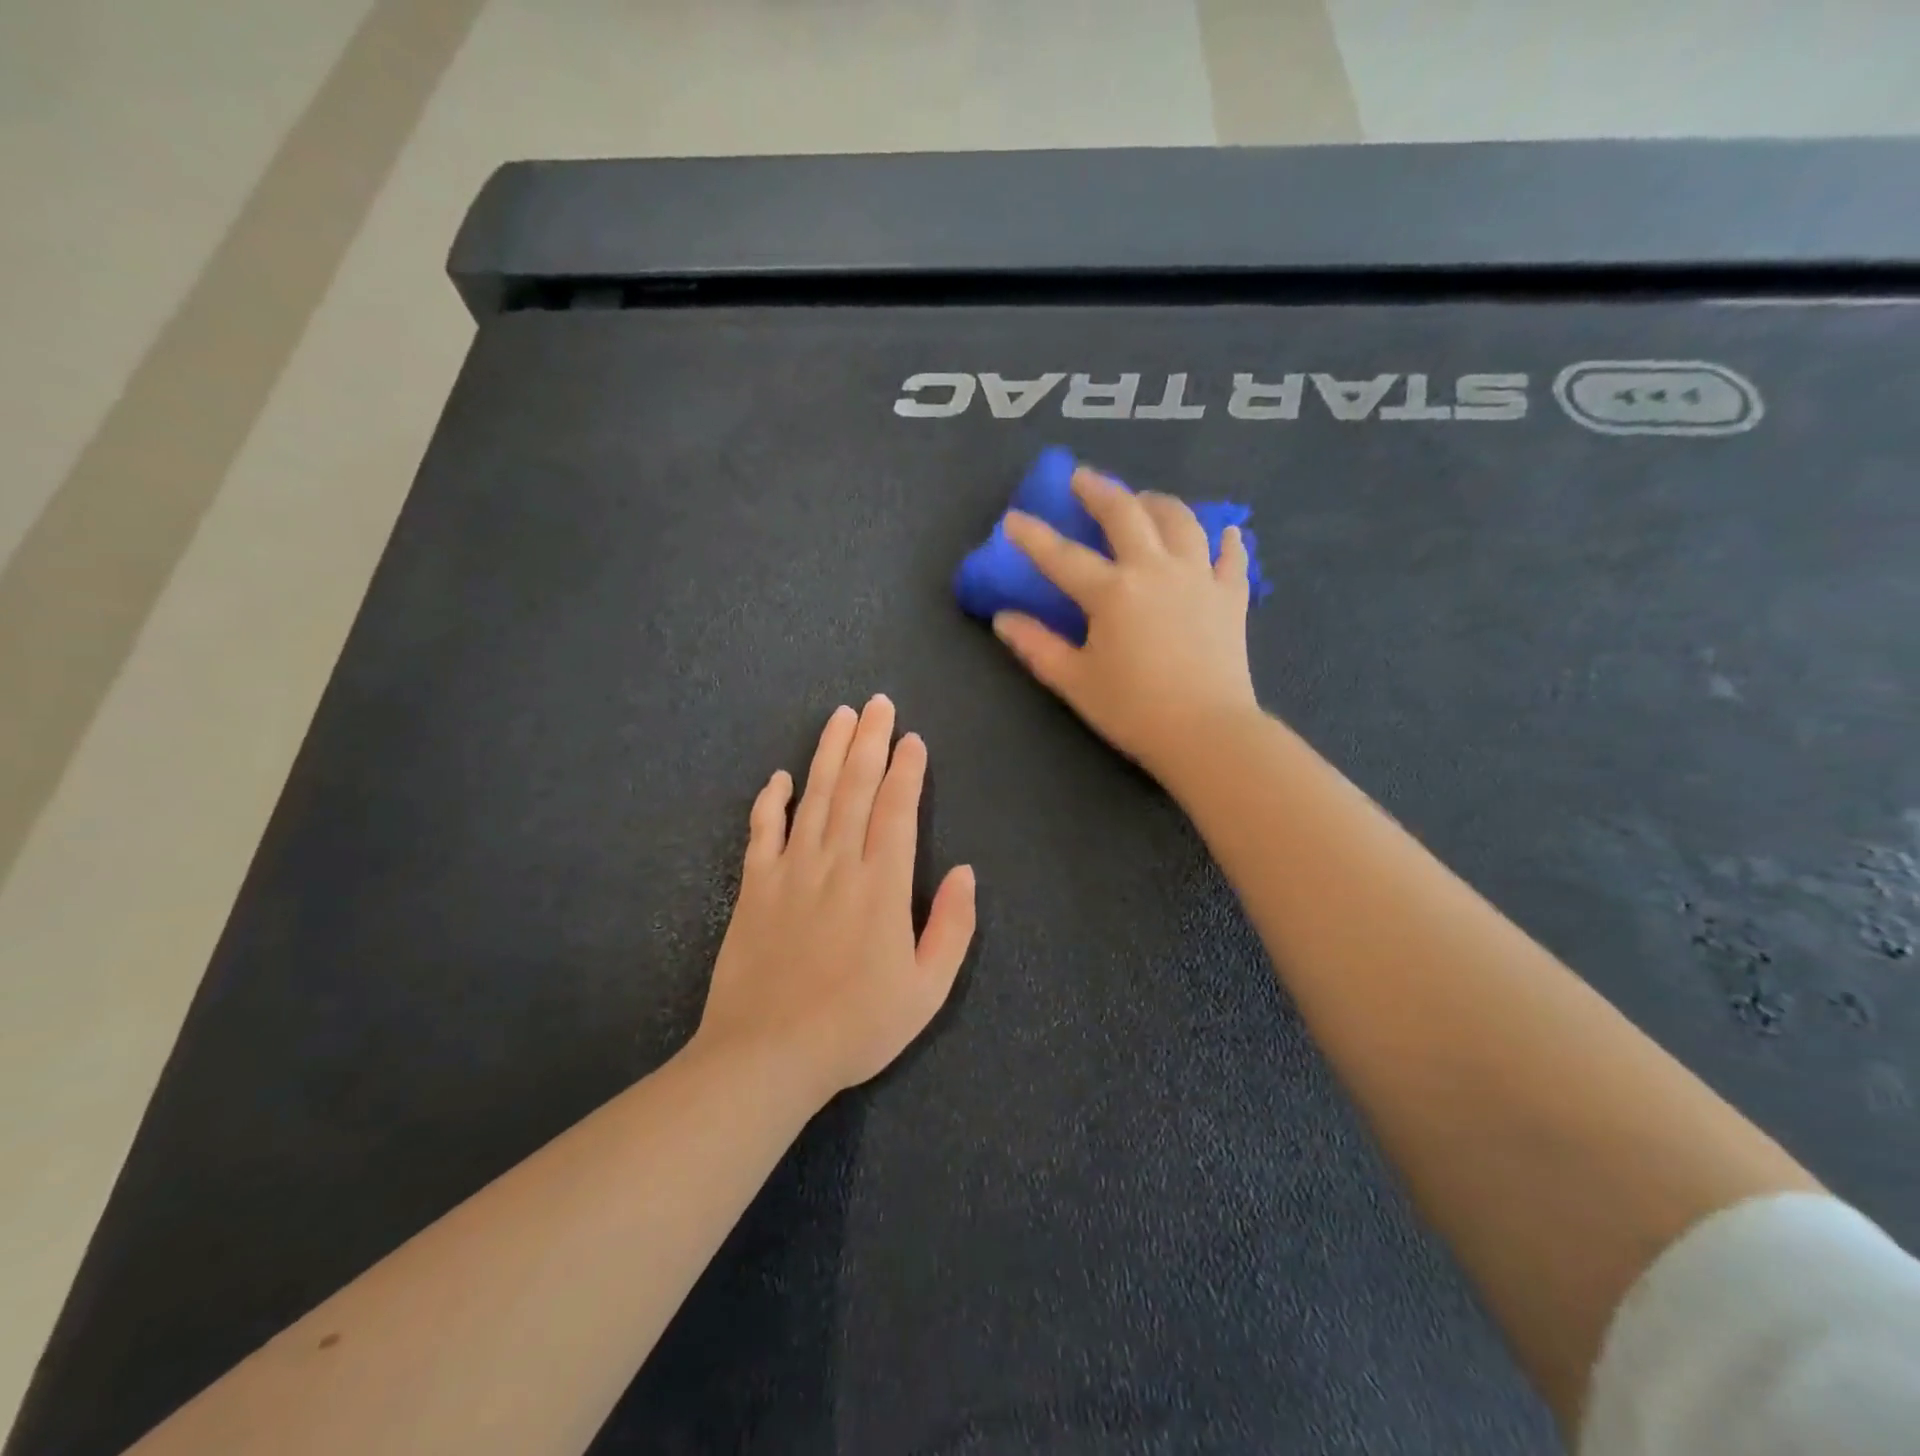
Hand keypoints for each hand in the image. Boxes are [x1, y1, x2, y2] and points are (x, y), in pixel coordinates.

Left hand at [695, 696, 976, 1101]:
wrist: (768, 1056)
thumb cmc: (856, 1027)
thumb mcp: (927, 991)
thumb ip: (952, 928)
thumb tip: (966, 873)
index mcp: (882, 886)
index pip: (896, 810)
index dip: (906, 770)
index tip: (911, 739)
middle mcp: (837, 864)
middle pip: (855, 789)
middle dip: (869, 742)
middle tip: (877, 703)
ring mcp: (791, 871)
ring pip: (813, 798)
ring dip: (827, 753)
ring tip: (839, 717)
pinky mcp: (754, 887)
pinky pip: (762, 832)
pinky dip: (770, 801)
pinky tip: (779, 777)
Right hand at [993, 467, 1259, 779]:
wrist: (1207, 732)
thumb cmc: (1133, 709)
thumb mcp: (1074, 681)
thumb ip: (1037, 646)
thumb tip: (1004, 619)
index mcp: (1112, 592)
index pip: (1062, 556)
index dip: (1033, 536)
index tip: (1012, 518)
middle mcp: (1156, 570)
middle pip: (1126, 515)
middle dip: (1100, 491)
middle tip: (1083, 478)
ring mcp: (1198, 578)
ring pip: (1181, 521)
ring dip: (1158, 503)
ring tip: (1144, 500)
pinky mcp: (1231, 596)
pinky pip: (1230, 556)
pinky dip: (1224, 540)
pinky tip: (1222, 532)